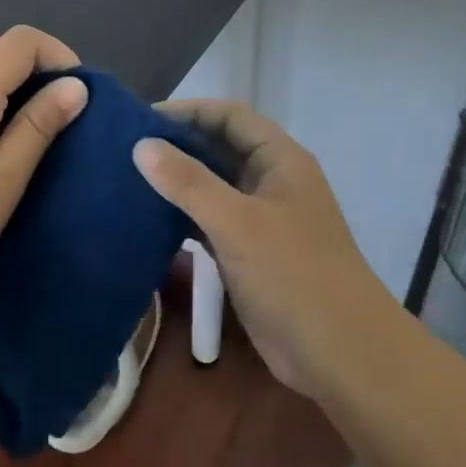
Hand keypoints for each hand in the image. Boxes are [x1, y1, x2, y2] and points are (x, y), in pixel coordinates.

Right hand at [132, 101, 394, 398]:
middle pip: (220, 148)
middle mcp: (271, 181)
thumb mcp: (238, 223)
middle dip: (178, 146)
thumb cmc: (294, 275)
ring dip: (177, 183)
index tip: (141, 120)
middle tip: (125, 151)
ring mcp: (261, 219)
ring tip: (128, 181)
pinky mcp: (250, 253)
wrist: (340, 355)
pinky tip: (147, 221)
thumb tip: (142, 145)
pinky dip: (183, 218)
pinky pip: (210, 222)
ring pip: (213, 187)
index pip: (230, 116)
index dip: (189, 111)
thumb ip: (189, 182)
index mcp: (280, 160)